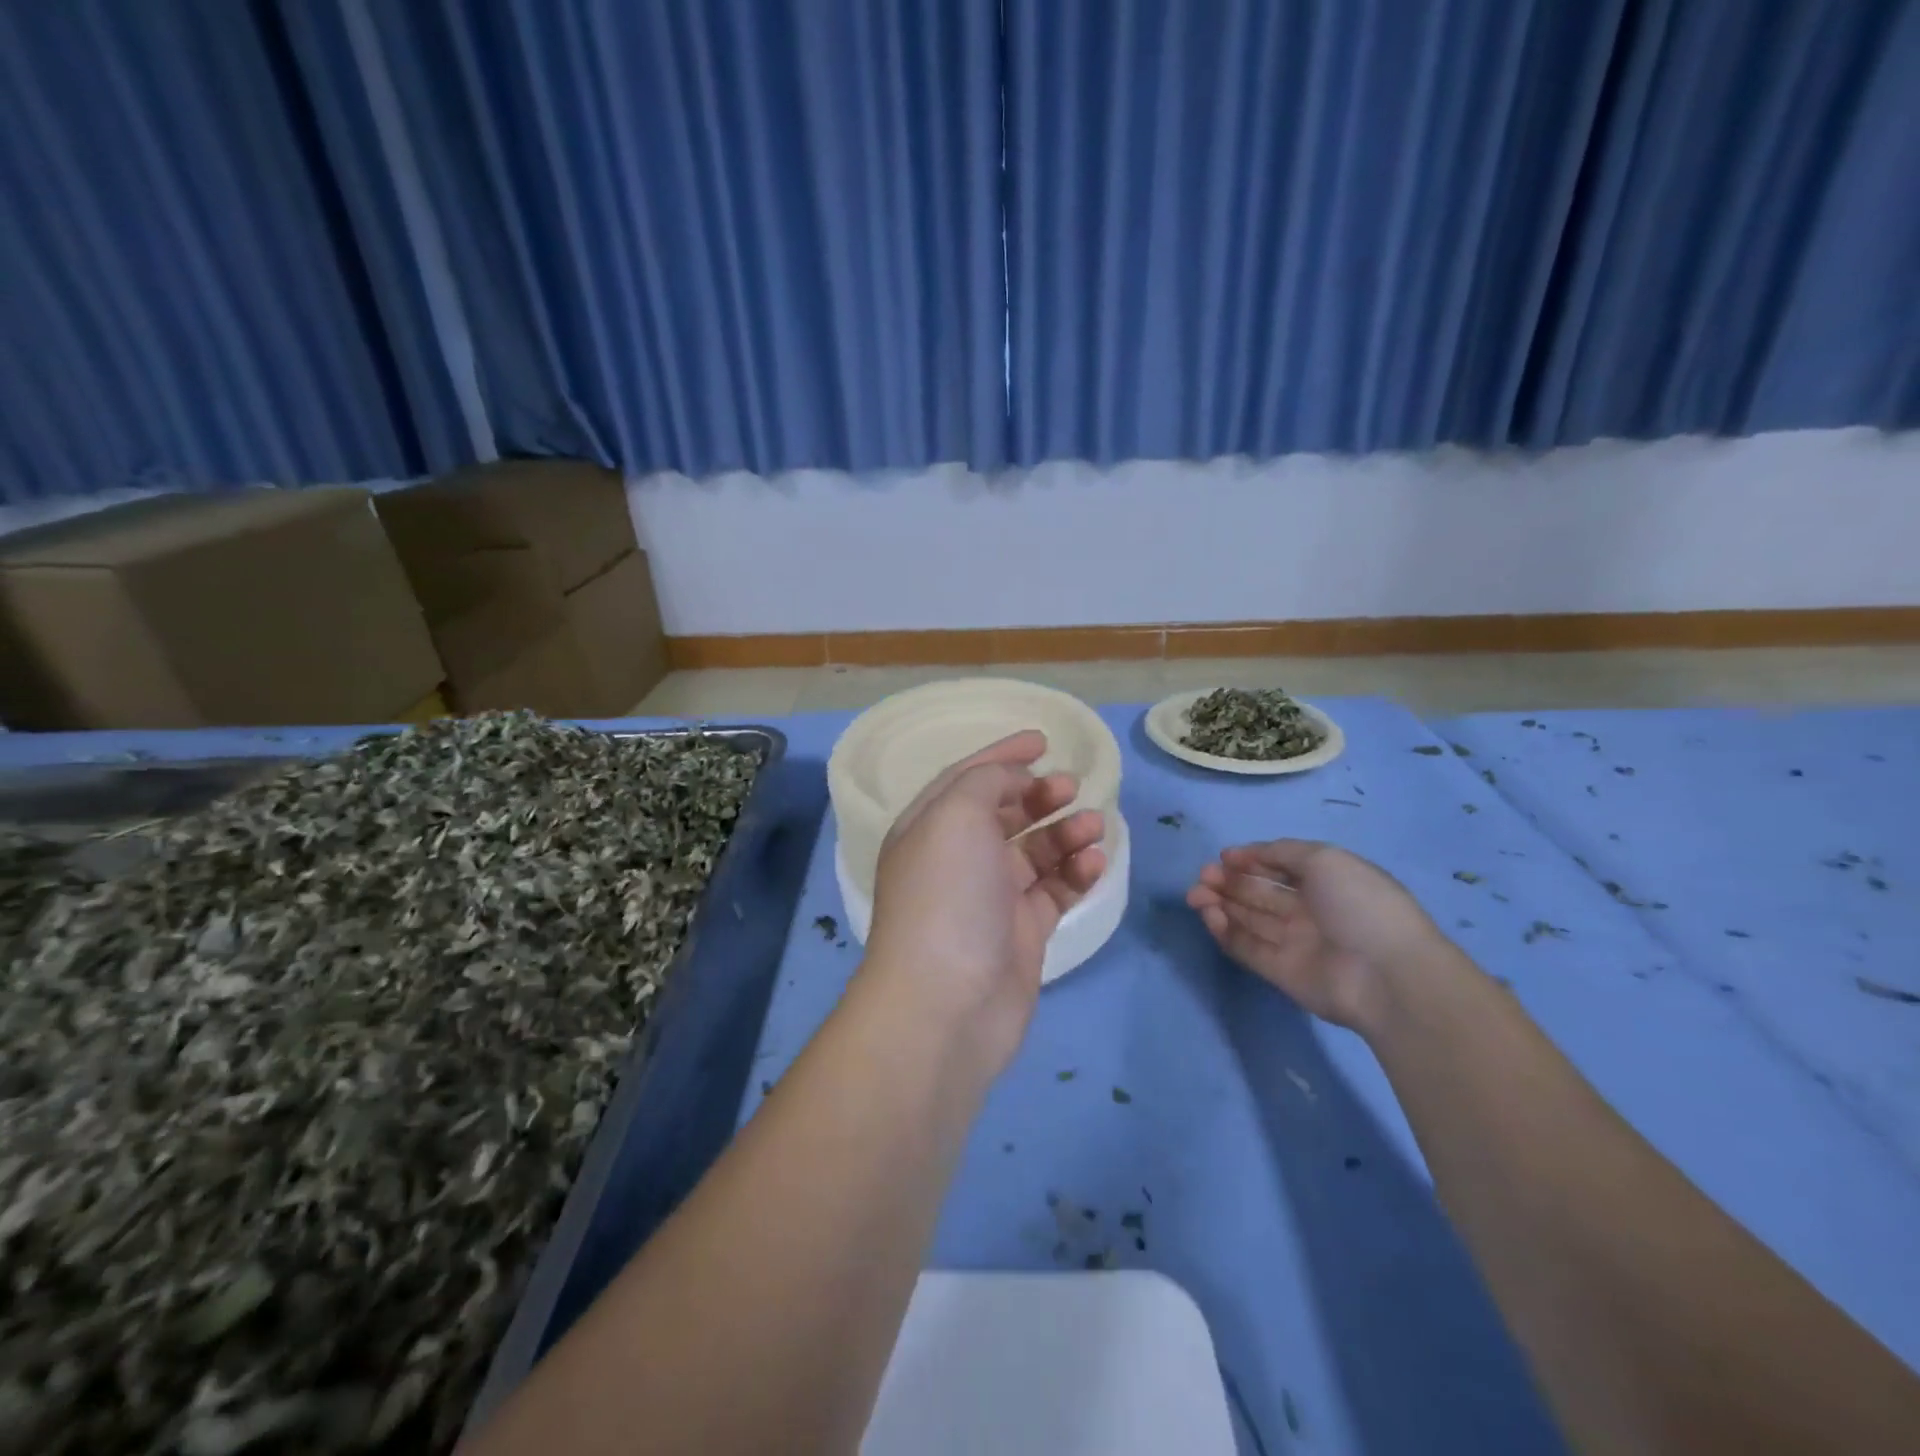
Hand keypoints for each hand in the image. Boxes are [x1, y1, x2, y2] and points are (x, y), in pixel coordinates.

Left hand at [864, 731, 1106, 1072]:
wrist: (947, 1002)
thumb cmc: (947, 895)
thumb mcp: (955, 815)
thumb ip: (984, 782)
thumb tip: (1011, 781)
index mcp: (928, 828)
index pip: (967, 778)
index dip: (1003, 756)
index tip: (1042, 741)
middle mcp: (957, 860)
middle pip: (1003, 814)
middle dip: (1039, 795)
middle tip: (1070, 788)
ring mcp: (990, 899)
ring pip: (1035, 852)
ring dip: (1065, 833)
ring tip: (1093, 826)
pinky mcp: (1022, 933)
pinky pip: (1054, 891)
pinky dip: (1076, 873)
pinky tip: (1095, 862)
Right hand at [1187, 839, 1446, 1031]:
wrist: (1386, 975)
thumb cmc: (1359, 904)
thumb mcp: (1325, 859)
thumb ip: (1281, 852)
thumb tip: (1245, 855)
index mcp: (1325, 881)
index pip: (1280, 866)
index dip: (1251, 860)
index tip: (1224, 857)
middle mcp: (1308, 910)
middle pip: (1259, 892)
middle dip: (1228, 881)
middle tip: (1203, 876)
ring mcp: (1294, 942)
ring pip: (1248, 918)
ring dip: (1220, 903)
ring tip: (1196, 894)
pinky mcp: (1280, 972)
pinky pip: (1246, 947)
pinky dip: (1224, 930)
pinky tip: (1209, 915)